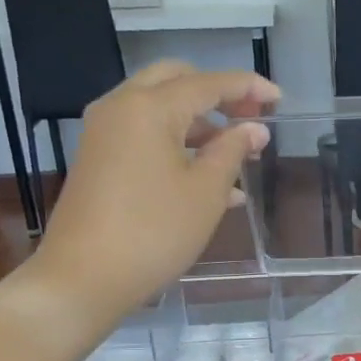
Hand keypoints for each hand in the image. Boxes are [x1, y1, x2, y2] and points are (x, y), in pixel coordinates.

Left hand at [32, 61, 277, 318]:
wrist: (82, 278)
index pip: (208, 83)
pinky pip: (144, 136)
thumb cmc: (153, 232)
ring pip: (159, 110)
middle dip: (217, 95)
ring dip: (200, 124)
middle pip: (176, 81)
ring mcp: (104, 133)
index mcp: (149, 107)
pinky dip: (177, 145)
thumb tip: (253, 129)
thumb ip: (232, 151)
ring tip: (239, 156)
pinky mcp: (98, 159)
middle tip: (250, 117)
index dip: (247, 87)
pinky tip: (209, 182)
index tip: (278, 98)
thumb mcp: (205, 193)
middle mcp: (121, 108)